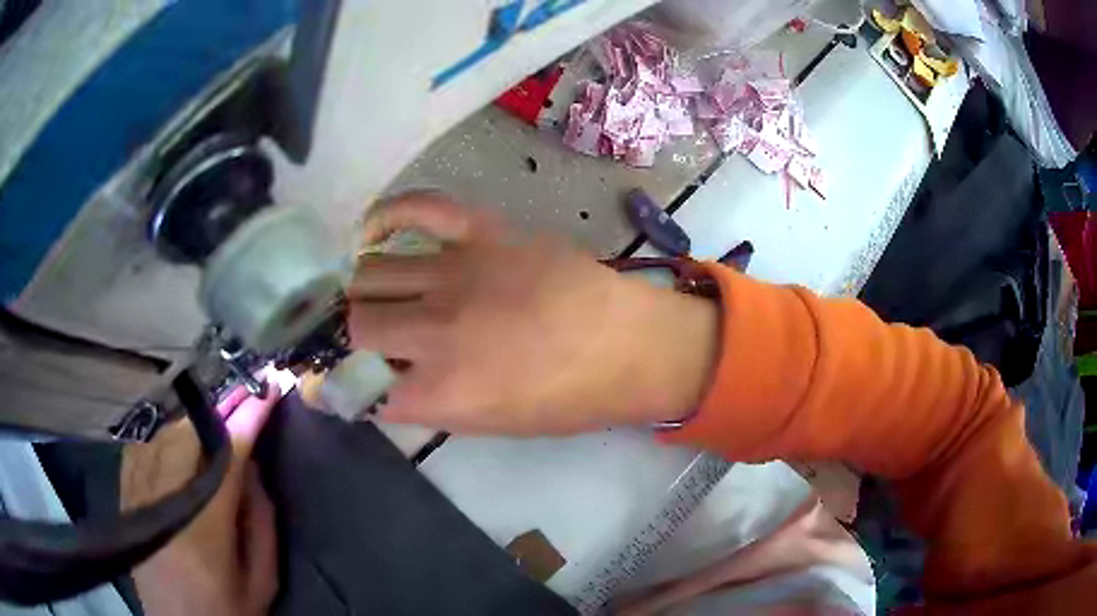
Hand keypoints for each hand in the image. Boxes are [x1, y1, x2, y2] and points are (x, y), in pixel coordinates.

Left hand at [122, 384, 281, 615]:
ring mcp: (136, 497)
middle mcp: (162, 504)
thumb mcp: (260, 581)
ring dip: (193, 424)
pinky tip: (177, 440)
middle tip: (243, 402)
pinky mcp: (124, 497)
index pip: (225, 459)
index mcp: (202, 533)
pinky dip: (163, 435)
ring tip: (215, 425)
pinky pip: (141, 447)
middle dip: (219, 413)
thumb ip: (260, 522)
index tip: (268, 389)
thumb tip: (250, 465)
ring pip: (162, 436)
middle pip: (188, 437)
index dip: (247, 419)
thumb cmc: (226, 612)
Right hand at [347, 193, 719, 435]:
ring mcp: (458, 273)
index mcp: (442, 392)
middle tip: (343, 334)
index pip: (357, 386)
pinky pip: (421, 208)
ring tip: (359, 294)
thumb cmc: (567, 399)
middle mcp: (436, 332)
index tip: (321, 379)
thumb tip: (382, 380)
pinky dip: (387, 214)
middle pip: (354, 324)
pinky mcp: (483, 234)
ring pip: (372, 272)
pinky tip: (369, 231)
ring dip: (356, 288)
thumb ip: (428, 403)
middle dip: (338, 333)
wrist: (630, 346)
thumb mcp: (492, 424)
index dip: (331, 385)